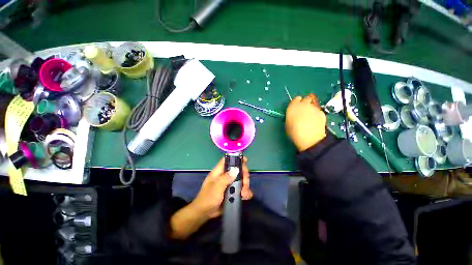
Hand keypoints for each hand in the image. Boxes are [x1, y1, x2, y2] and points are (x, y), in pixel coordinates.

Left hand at [190, 157, 252, 218]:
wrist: (204, 213)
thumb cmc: (207, 198)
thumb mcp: (216, 187)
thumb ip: (226, 178)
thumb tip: (236, 169)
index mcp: (219, 171)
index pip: (228, 160)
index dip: (236, 158)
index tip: (245, 160)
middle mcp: (225, 175)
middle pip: (238, 170)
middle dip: (244, 176)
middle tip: (245, 185)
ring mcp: (230, 183)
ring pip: (241, 180)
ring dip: (245, 186)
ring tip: (244, 195)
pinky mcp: (232, 191)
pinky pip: (241, 189)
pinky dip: (245, 192)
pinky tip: (245, 197)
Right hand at [285, 93, 326, 151]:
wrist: (309, 138)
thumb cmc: (294, 132)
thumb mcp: (288, 124)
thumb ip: (291, 116)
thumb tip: (294, 116)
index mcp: (293, 107)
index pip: (296, 99)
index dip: (297, 103)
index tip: (296, 108)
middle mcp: (303, 104)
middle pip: (306, 99)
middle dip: (306, 103)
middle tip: (304, 112)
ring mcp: (314, 108)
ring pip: (313, 106)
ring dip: (311, 110)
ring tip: (310, 119)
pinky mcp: (322, 113)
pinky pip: (318, 112)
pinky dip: (317, 115)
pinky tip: (316, 123)